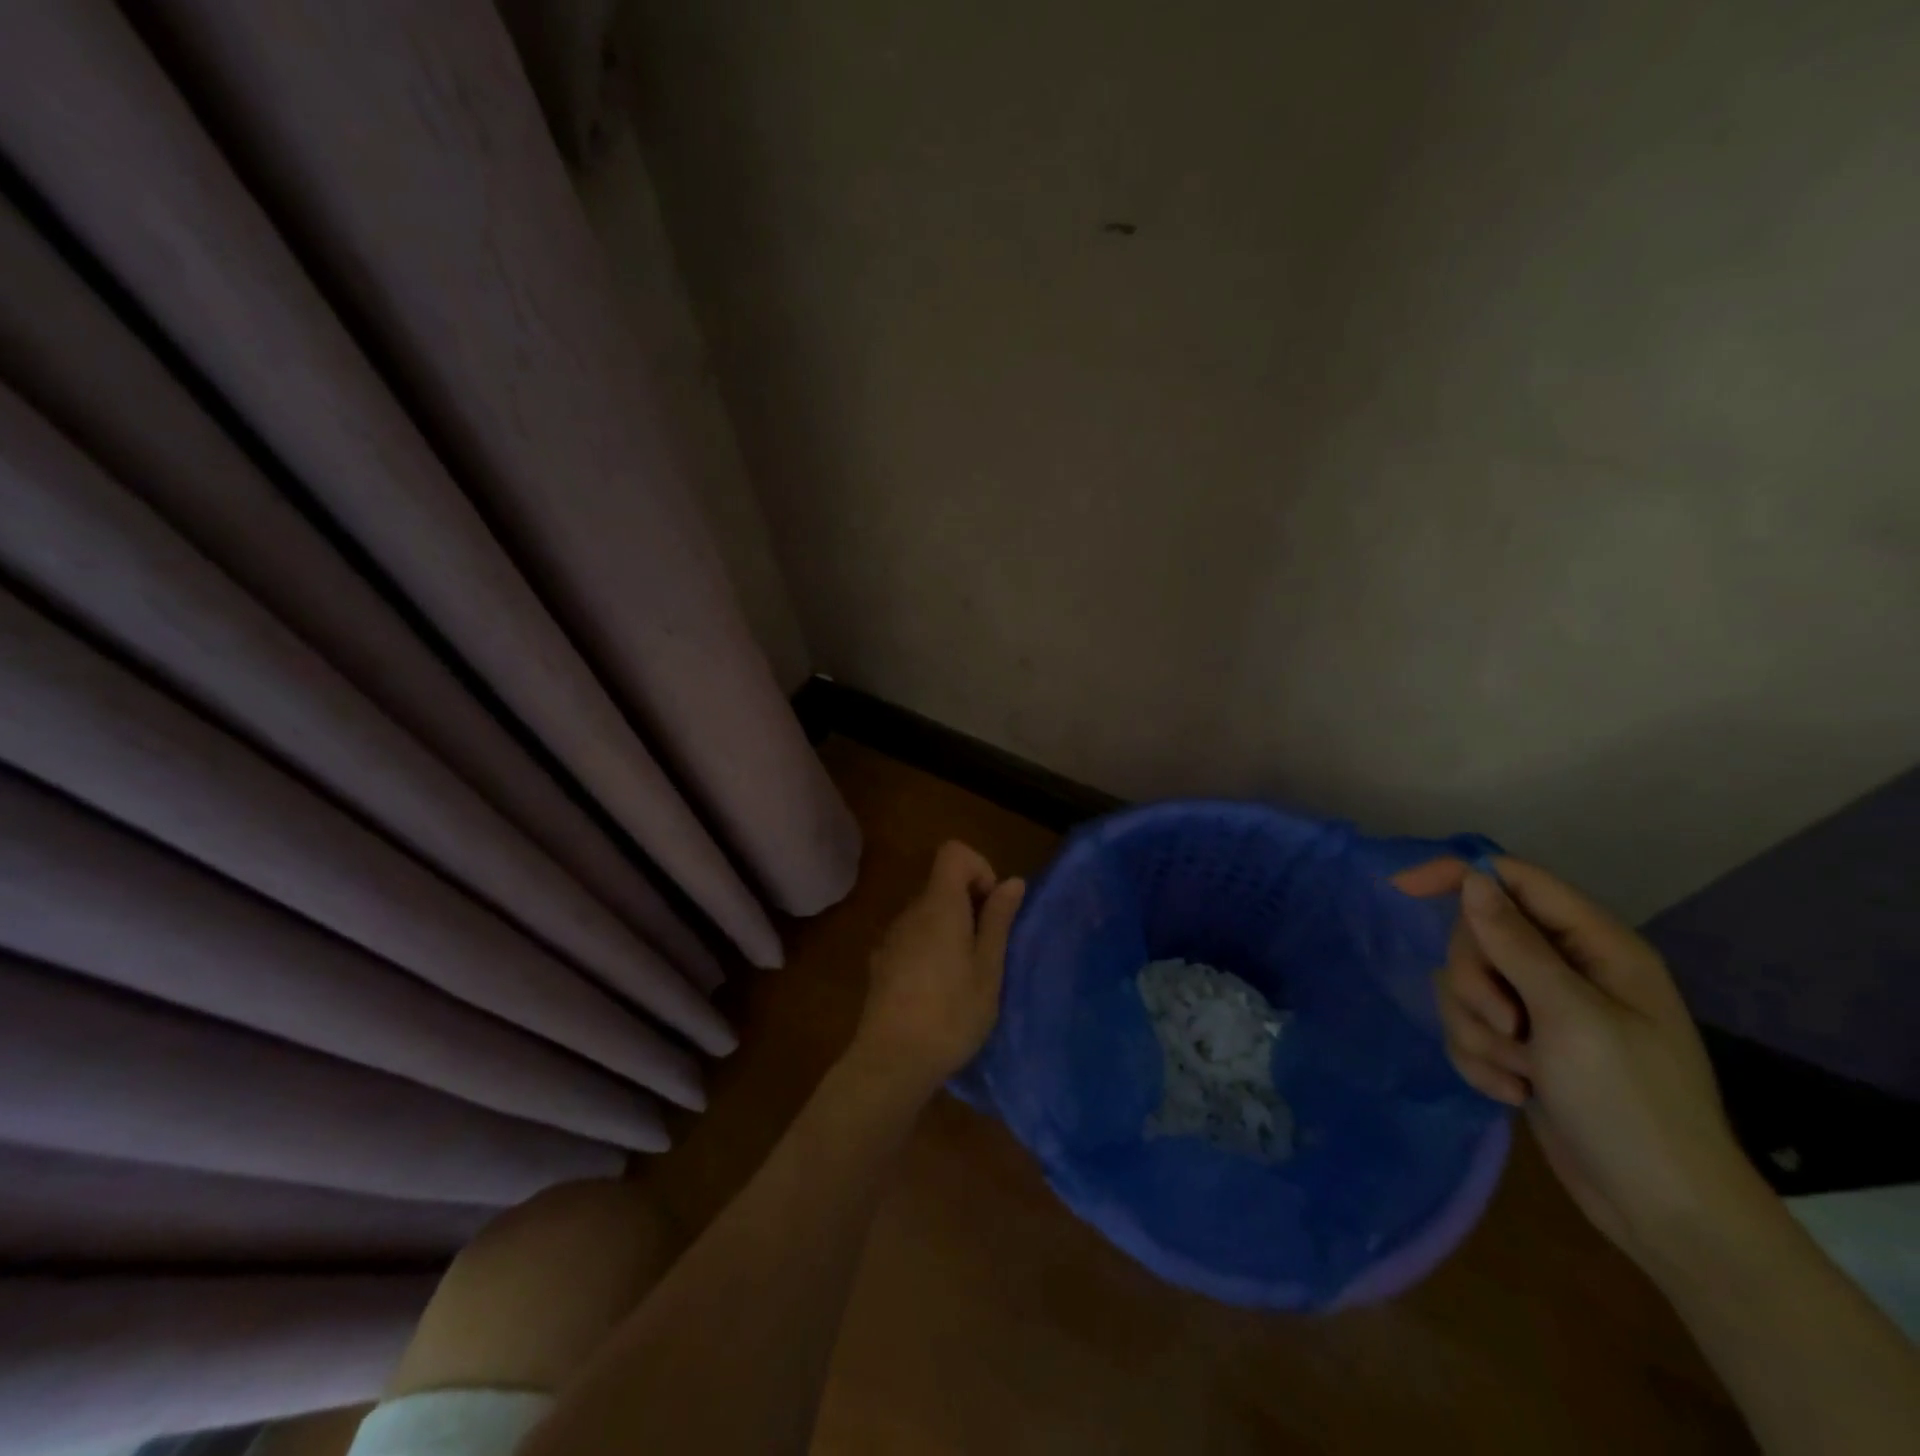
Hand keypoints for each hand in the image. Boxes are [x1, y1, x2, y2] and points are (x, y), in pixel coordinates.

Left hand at [850, 841, 1025, 1100]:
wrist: (891, 1062)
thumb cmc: (951, 1014)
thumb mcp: (988, 969)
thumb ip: (998, 920)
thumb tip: (1012, 880)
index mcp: (939, 905)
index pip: (954, 852)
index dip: (979, 868)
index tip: (991, 909)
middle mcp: (910, 912)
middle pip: (942, 885)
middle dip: (971, 906)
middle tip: (989, 952)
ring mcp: (892, 937)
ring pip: (929, 914)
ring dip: (952, 931)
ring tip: (967, 977)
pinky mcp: (882, 963)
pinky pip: (914, 938)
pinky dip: (932, 950)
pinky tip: (939, 993)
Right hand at [1401, 856, 1773, 1279]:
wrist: (1661, 1211)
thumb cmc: (1631, 1104)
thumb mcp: (1570, 1016)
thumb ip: (1514, 943)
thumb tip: (1472, 878)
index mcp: (1596, 947)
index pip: (1514, 880)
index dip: (1458, 875)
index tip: (1402, 889)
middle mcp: (1566, 968)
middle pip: (1478, 936)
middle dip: (1475, 982)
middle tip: (1508, 1025)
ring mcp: (1541, 1008)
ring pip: (1464, 984)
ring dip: (1476, 1028)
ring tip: (1518, 1070)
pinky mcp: (1521, 1045)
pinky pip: (1467, 1025)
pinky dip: (1479, 1057)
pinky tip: (1512, 1090)